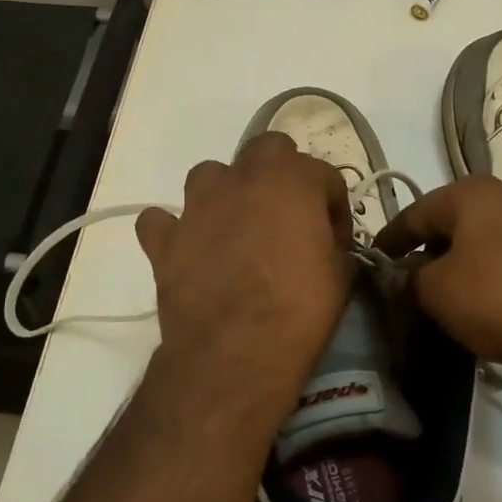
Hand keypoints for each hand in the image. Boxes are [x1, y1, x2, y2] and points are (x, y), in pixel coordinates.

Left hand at [134, 133, 353, 407]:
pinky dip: (173, 230)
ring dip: (225, 192)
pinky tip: (186, 249)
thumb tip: (331, 249)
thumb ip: (335, 248)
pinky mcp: (165, 239)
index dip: (334, 206)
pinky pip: (161, 221)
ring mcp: (197, 205)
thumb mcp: (340, 277)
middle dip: (281, 174)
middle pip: (266, 149)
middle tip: (288, 216)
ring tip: (236, 227)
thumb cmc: (299, 309)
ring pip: (209, 174)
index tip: (336, 239)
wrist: (236, 351)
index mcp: (292, 180)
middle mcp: (242, 178)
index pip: (324, 174)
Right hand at [374, 175, 501, 376]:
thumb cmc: (497, 296)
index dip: (391, 238)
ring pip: (487, 241)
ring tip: (451, 294)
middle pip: (454, 223)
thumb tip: (401, 276)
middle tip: (412, 279)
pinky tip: (493, 303)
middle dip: (430, 249)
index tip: (375, 258)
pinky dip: (497, 276)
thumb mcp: (437, 292)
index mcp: (470, 193)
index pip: (415, 212)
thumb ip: (410, 280)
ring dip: (465, 263)